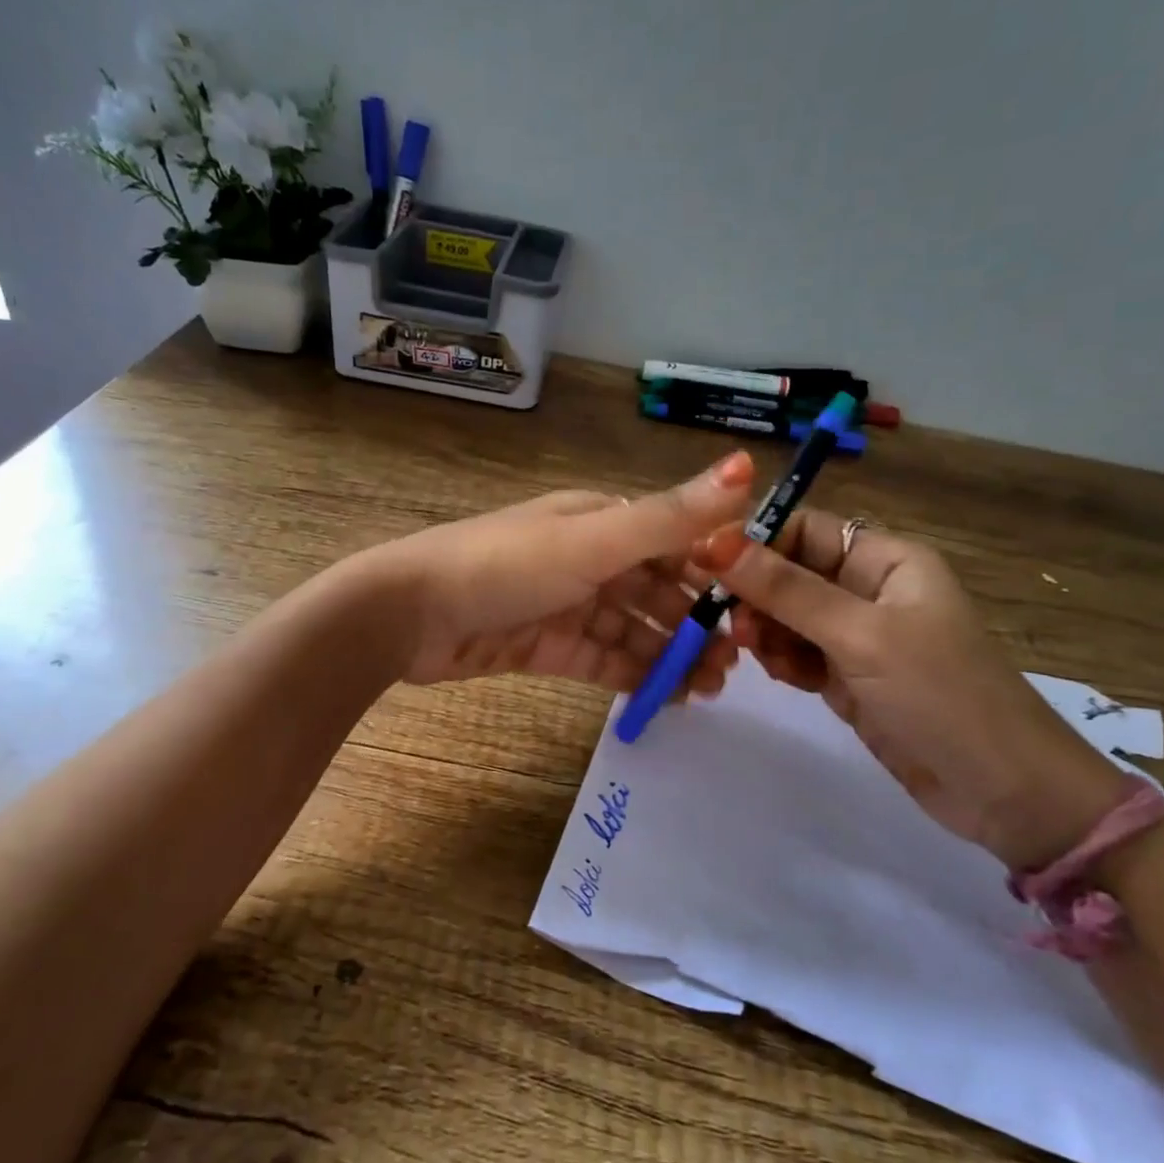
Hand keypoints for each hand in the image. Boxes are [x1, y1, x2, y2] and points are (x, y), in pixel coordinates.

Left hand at [363, 452, 755, 691]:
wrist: (410, 614)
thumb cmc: (505, 567)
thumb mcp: (593, 540)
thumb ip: (670, 516)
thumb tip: (749, 465)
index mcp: (600, 521)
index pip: (673, 543)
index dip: (715, 574)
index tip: (753, 611)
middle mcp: (586, 558)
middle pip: (655, 590)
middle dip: (695, 624)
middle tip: (734, 666)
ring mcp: (565, 604)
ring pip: (632, 629)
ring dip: (670, 654)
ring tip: (709, 690)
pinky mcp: (544, 646)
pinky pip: (601, 659)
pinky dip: (634, 674)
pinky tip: (667, 697)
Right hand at [698, 510, 1132, 870]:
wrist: (1004, 793)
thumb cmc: (941, 695)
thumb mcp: (861, 635)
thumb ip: (787, 590)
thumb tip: (715, 543)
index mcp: (885, 559)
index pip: (803, 529)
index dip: (755, 543)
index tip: (707, 566)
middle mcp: (868, 588)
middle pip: (788, 573)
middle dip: (757, 595)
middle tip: (737, 627)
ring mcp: (856, 636)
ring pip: (785, 616)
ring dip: (766, 632)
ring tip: (762, 657)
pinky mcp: (846, 677)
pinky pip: (796, 653)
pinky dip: (782, 661)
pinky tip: (787, 678)